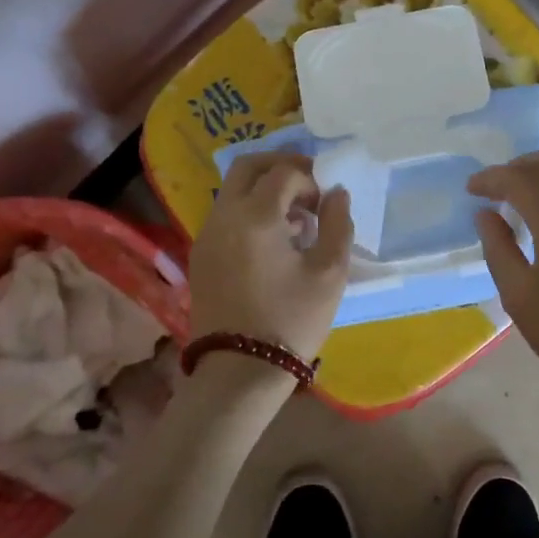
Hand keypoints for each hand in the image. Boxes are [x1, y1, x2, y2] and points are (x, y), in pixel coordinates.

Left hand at [190, 153, 352, 363]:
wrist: (239, 371)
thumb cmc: (291, 320)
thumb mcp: (329, 274)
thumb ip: (338, 224)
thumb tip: (336, 194)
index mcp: (256, 216)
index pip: (284, 174)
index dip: (310, 180)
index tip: (326, 205)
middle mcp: (224, 216)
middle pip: (247, 166)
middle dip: (280, 166)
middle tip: (307, 185)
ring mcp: (207, 235)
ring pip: (232, 189)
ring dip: (264, 189)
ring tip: (294, 218)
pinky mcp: (200, 255)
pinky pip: (225, 214)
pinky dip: (249, 210)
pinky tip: (272, 240)